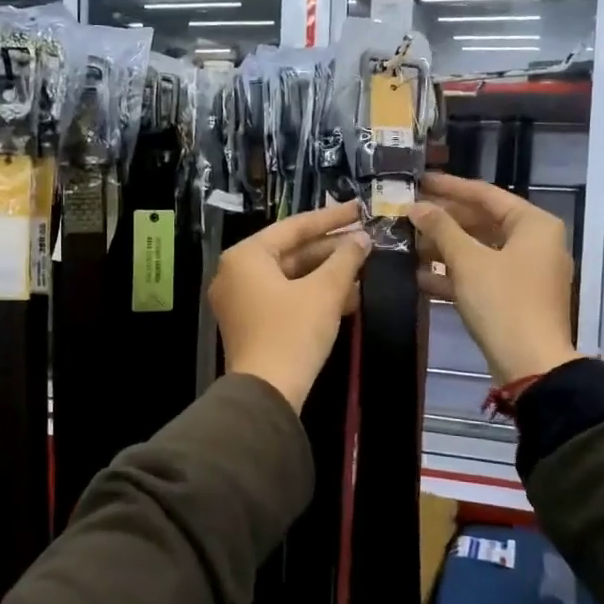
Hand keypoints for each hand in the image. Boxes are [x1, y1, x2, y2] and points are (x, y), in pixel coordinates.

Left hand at [211, 202, 370, 410]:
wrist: (267, 394)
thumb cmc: (292, 333)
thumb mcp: (324, 292)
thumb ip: (345, 259)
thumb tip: (362, 238)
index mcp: (246, 256)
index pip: (294, 227)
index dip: (331, 218)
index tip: (359, 209)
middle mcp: (237, 272)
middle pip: (291, 251)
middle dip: (331, 249)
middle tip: (366, 241)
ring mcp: (241, 300)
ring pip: (291, 276)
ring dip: (327, 274)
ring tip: (364, 268)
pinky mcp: (251, 323)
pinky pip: (285, 297)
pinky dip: (314, 295)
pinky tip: (348, 296)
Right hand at [410, 174, 581, 385]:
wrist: (531, 365)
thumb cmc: (503, 301)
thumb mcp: (468, 260)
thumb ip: (441, 228)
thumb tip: (416, 206)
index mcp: (533, 224)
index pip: (486, 194)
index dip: (450, 187)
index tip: (419, 180)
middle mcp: (535, 242)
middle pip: (482, 221)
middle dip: (443, 220)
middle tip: (408, 213)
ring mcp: (526, 272)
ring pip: (479, 250)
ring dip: (444, 248)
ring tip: (407, 243)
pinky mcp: (514, 297)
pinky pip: (481, 275)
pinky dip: (453, 274)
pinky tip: (418, 276)